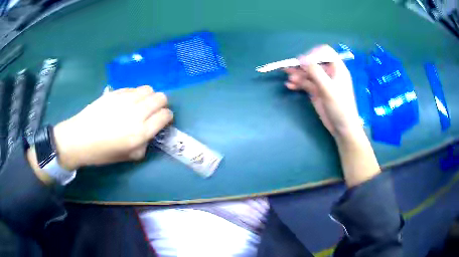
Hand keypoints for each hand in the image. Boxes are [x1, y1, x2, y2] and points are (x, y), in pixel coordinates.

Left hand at [53, 85, 172, 169]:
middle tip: (154, 110)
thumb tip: (149, 133)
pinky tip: (127, 101)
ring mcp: (125, 100)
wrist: (79, 138)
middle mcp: (136, 114)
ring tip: (141, 104)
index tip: (163, 119)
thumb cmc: (102, 152)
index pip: (165, 115)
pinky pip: (133, 88)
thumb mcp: (127, 156)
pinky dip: (135, 94)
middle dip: (161, 103)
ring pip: (148, 89)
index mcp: (140, 133)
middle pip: (160, 98)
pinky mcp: (115, 93)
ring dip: (149, 96)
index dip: (167, 116)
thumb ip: (144, 145)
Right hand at [284, 45, 361, 138]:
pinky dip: (298, 83)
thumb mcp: (329, 89)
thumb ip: (316, 72)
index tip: (305, 62)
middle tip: (289, 68)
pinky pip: (305, 83)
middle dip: (302, 64)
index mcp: (337, 69)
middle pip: (314, 62)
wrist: (342, 128)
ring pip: (308, 73)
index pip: (325, 52)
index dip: (314, 54)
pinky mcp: (316, 91)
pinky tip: (290, 86)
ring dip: (297, 74)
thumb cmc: (340, 107)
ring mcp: (322, 82)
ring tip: (289, 79)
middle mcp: (329, 73)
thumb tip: (302, 58)